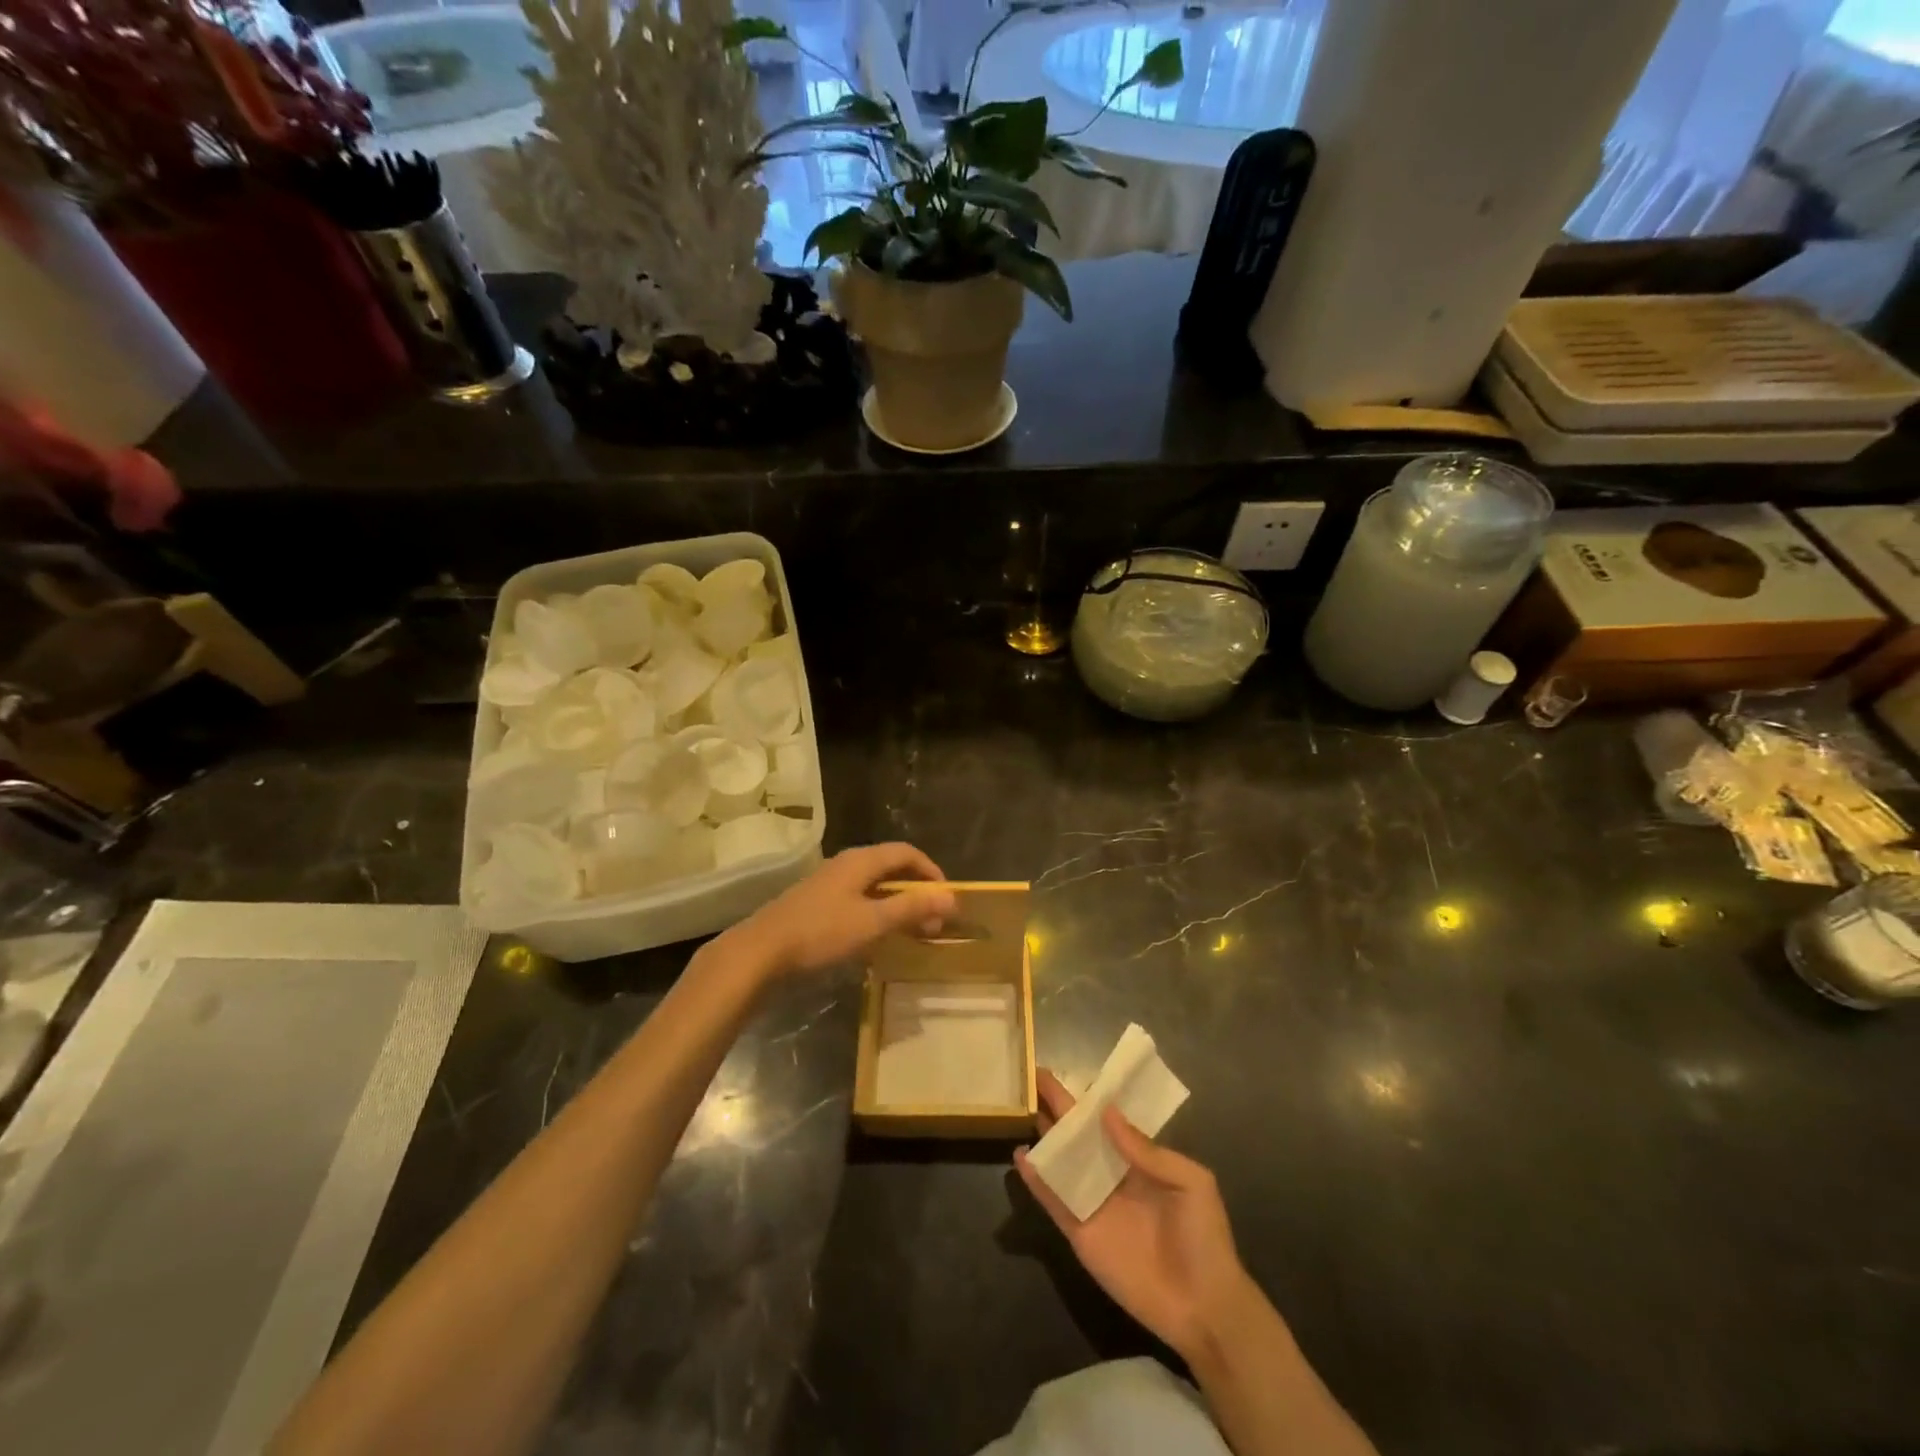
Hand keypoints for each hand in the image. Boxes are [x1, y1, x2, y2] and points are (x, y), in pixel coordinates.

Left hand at [719, 842, 954, 978]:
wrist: (760, 953)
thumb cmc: (820, 933)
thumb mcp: (872, 922)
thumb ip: (912, 908)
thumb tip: (952, 897)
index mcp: (860, 860)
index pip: (906, 853)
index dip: (931, 871)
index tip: (948, 897)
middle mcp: (845, 865)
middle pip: (890, 868)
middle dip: (916, 892)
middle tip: (933, 921)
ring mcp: (828, 884)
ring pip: (873, 886)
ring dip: (897, 905)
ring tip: (911, 931)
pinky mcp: (816, 904)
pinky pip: (857, 900)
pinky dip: (876, 913)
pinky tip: (876, 938)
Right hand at [1015, 1069, 1255, 1362]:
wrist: (1203, 1308)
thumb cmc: (1204, 1238)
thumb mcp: (1191, 1182)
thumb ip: (1148, 1150)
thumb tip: (1106, 1112)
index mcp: (1138, 1159)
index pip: (1107, 1119)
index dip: (1087, 1097)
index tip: (1066, 1071)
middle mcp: (1111, 1174)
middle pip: (1078, 1135)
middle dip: (1057, 1107)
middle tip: (1031, 1078)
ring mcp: (1093, 1203)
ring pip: (1061, 1162)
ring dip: (1042, 1137)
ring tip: (1018, 1108)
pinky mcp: (1080, 1232)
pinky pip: (1053, 1201)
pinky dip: (1036, 1180)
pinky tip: (1020, 1157)